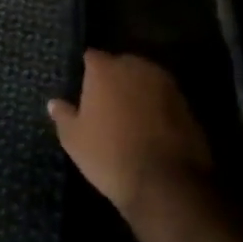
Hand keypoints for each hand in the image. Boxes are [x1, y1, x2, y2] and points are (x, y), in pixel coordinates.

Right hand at [48, 50, 212, 220]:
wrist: (166, 184)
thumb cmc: (109, 155)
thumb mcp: (74, 139)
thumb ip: (63, 115)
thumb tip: (54, 102)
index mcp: (105, 69)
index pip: (91, 57)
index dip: (86, 70)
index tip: (81, 85)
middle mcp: (137, 68)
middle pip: (122, 64)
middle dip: (114, 77)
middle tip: (104, 100)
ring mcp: (166, 86)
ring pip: (146, 80)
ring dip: (137, 91)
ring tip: (128, 114)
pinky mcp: (188, 107)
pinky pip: (164, 100)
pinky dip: (157, 108)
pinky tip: (150, 128)